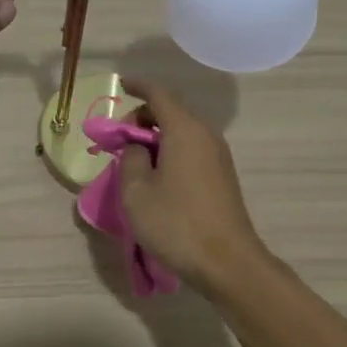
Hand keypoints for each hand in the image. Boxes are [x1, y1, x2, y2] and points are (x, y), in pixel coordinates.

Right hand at [118, 78, 269, 295]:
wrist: (227, 262)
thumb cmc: (176, 223)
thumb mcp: (136, 191)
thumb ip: (130, 158)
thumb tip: (137, 147)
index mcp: (185, 130)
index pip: (159, 94)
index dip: (138, 86)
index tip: (121, 84)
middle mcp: (206, 135)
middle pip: (171, 111)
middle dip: (143, 117)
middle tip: (119, 142)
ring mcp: (218, 156)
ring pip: (182, 132)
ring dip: (156, 138)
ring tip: (133, 162)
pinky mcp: (222, 176)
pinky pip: (191, 150)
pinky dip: (170, 152)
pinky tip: (156, 177)